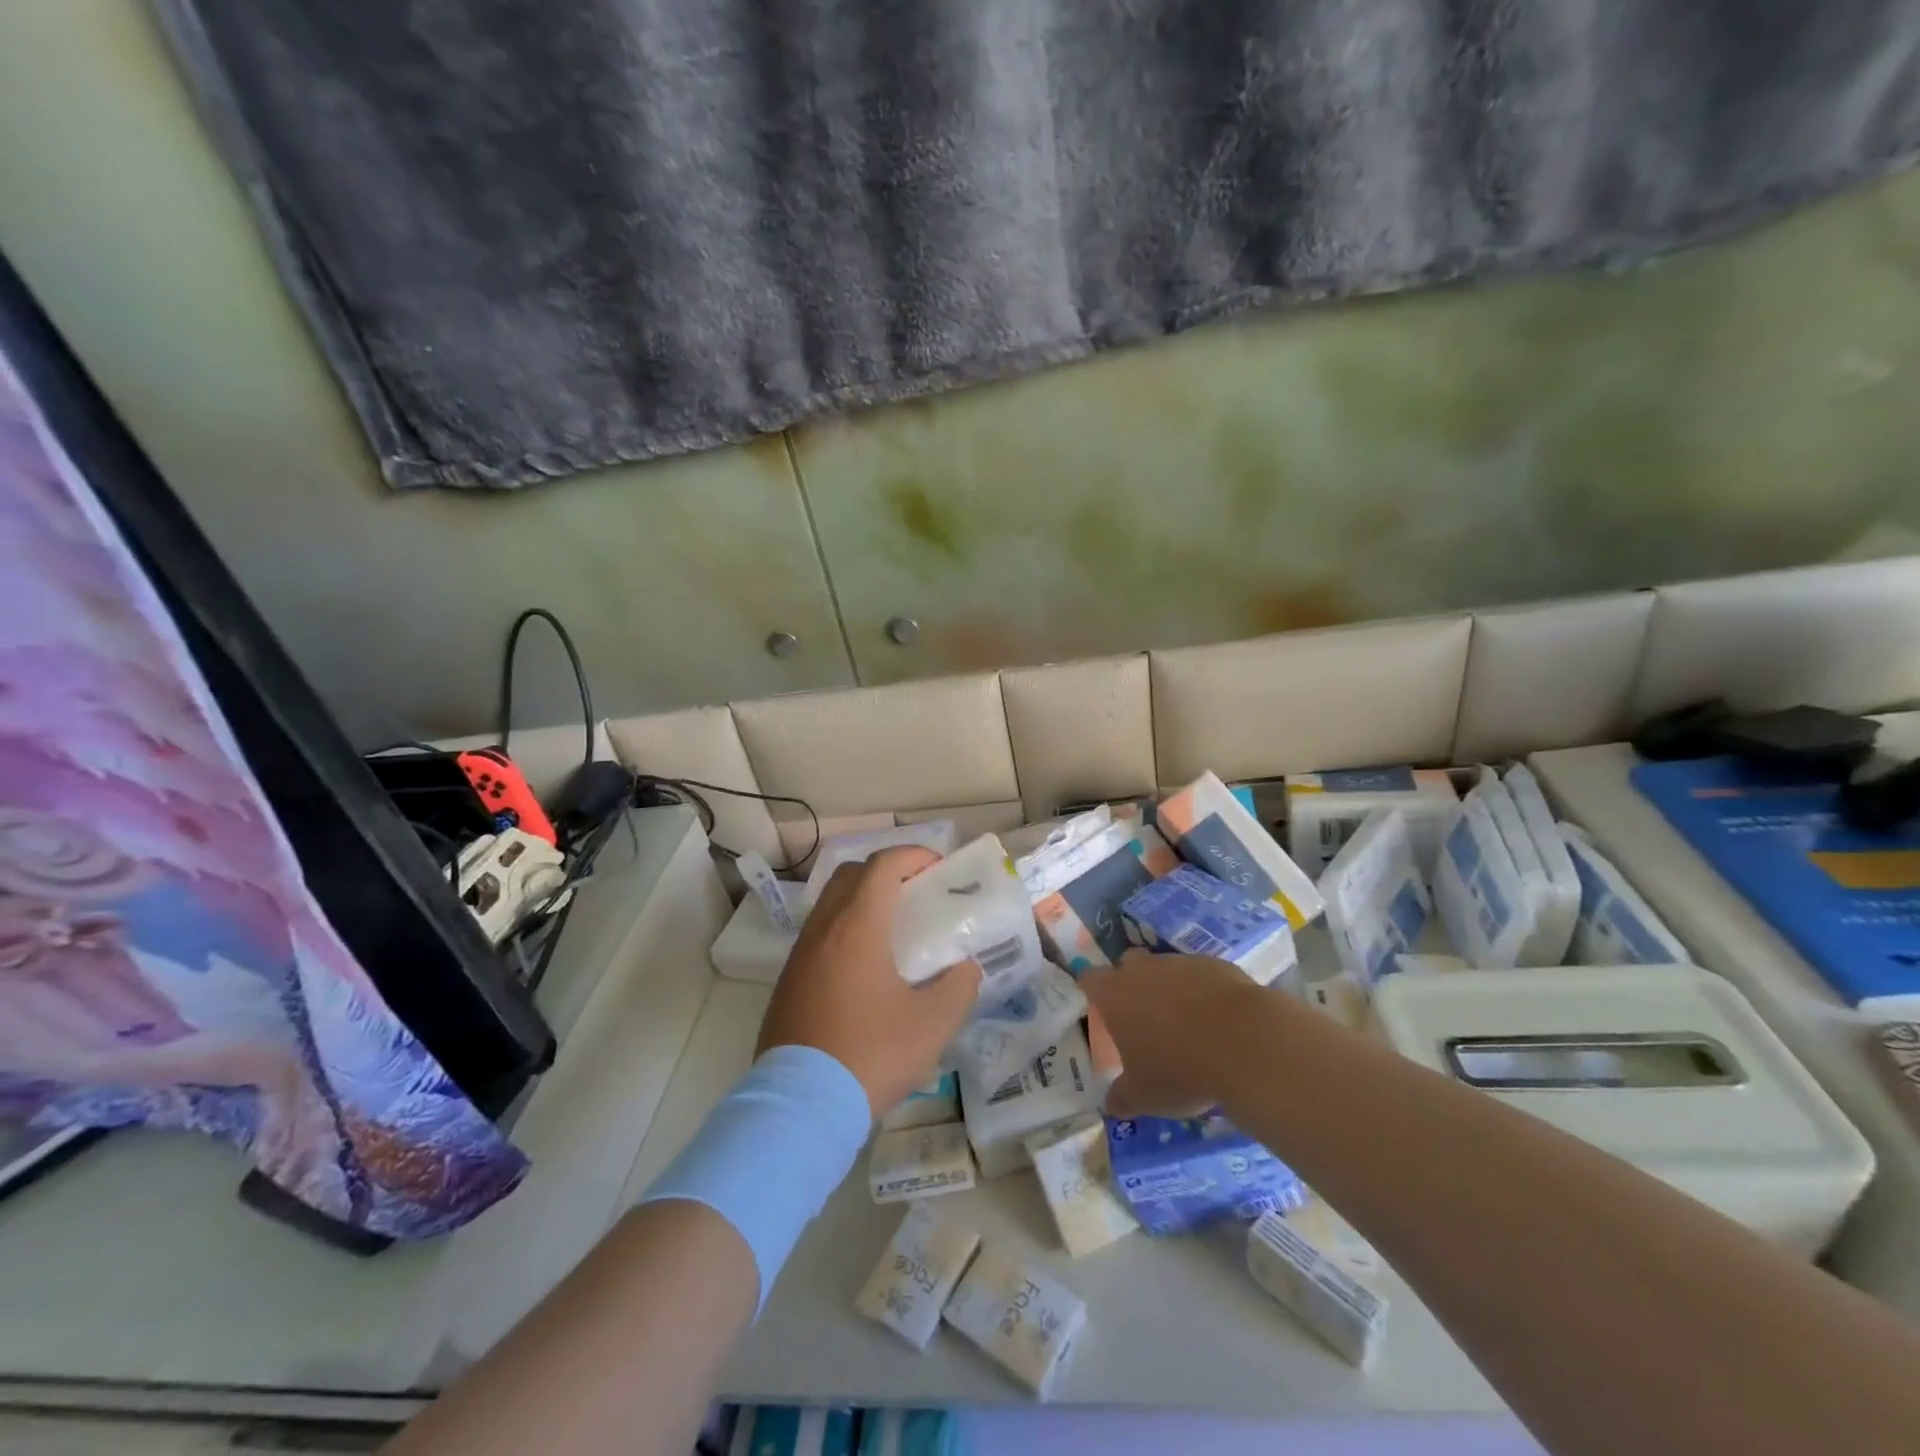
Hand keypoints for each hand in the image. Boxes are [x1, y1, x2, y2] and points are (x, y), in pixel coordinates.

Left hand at [757, 846, 981, 1119]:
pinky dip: (844, 930)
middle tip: (916, 894)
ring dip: (862, 901)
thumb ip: (959, 987)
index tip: (938, 869)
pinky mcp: (788, 981)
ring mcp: (800, 955)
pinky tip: (865, 969)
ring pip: (831, 904)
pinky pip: (819, 935)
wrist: (800, 1105)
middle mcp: (824, 928)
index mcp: (858, 925)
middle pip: (852, 874)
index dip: (913, 856)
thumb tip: (964, 969)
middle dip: (886, 872)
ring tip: (894, 931)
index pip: (883, 865)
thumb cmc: (871, 1053)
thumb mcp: (933, 1024)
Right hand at [1079, 950, 1267, 1117]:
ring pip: (1166, 968)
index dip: (1090, 990)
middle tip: (1142, 1015)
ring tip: (1184, 1022)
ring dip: (1170, 988)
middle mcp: (1143, 970)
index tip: (1097, 1006)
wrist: (1244, 1043)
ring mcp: (1180, 963)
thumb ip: (1122, 1097)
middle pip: (1127, 964)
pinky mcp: (1215, 965)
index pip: (1089, 979)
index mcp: (1115, 995)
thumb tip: (1111, 1103)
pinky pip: (1200, 975)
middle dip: (1131, 982)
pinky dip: (1203, 991)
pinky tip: (1217, 1020)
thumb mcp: (1145, 1096)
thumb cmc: (1180, 1069)